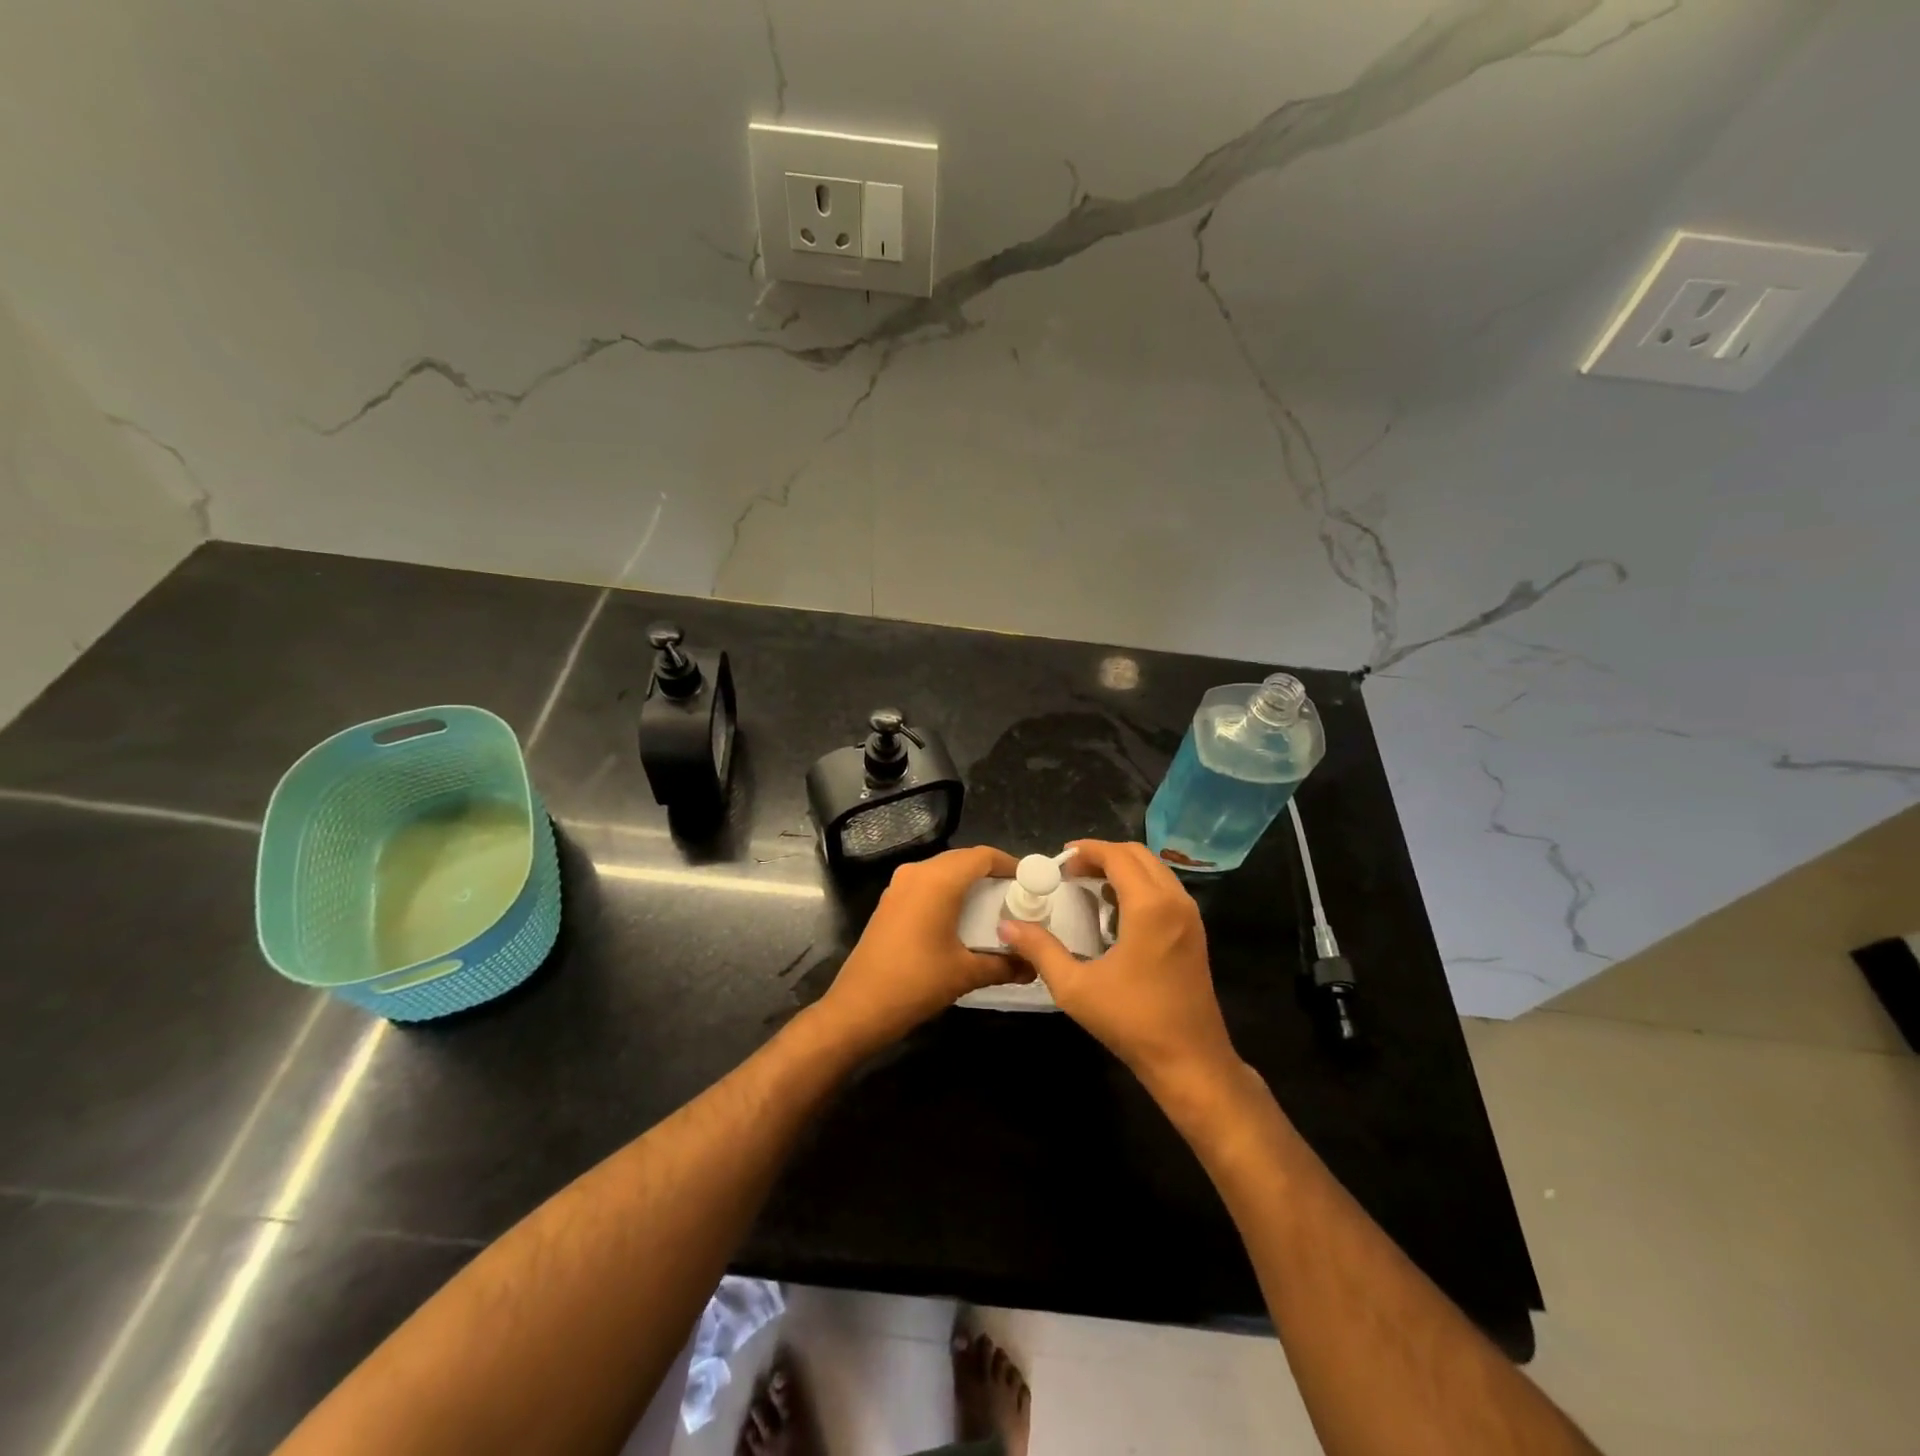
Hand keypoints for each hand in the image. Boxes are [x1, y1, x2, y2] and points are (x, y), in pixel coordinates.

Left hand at [818, 844, 1027, 1054]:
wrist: (859, 1007)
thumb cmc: (916, 983)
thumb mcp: (966, 973)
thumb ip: (1004, 965)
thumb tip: (1033, 966)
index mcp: (938, 880)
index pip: (982, 856)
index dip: (1009, 864)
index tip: (1032, 881)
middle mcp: (917, 873)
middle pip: (963, 860)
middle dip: (991, 874)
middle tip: (1017, 897)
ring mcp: (899, 886)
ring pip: (943, 871)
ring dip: (969, 883)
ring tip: (994, 908)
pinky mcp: (889, 901)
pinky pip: (926, 884)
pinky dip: (948, 892)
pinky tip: (961, 919)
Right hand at [997, 840, 1241, 1095]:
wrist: (1190, 1061)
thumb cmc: (1132, 1021)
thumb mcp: (1075, 987)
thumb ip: (1040, 950)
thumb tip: (1006, 926)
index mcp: (1150, 906)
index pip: (1117, 856)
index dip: (1087, 850)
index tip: (1059, 860)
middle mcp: (1175, 901)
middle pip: (1139, 855)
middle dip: (1103, 855)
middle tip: (1070, 871)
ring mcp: (1190, 917)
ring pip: (1155, 870)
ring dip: (1123, 869)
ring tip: (1089, 886)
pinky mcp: (1194, 933)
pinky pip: (1165, 890)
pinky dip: (1140, 886)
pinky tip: (1115, 912)